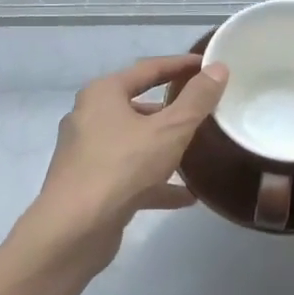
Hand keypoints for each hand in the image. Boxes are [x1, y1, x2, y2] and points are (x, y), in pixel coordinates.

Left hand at [18, 53, 226, 280]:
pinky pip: (131, 175)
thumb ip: (196, 100)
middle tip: (204, 109)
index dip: (180, 65)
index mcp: (103, 94)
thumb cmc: (122, 167)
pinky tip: (187, 197)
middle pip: (138, 106)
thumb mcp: (170, 130)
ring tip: (198, 151)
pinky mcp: (91, 185)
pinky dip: (156, 182)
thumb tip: (218, 69)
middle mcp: (90, 117)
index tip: (208, 66)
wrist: (74, 229)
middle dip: (172, 109)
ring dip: (164, 147)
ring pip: (135, 143)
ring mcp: (88, 153)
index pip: (148, 69)